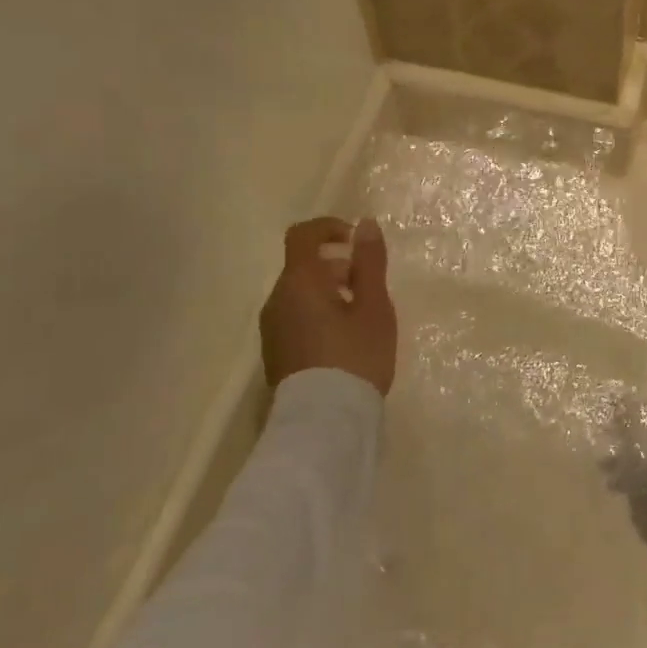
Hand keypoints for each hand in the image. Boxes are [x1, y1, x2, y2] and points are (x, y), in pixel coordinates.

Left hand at [260, 217, 397, 394]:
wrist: (324, 422)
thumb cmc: (355, 357)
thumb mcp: (374, 307)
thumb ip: (370, 262)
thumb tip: (365, 224)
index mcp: (299, 281)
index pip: (303, 235)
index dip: (329, 227)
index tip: (356, 241)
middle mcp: (277, 299)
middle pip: (303, 266)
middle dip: (337, 266)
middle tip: (370, 287)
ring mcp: (272, 329)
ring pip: (300, 294)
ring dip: (329, 291)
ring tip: (362, 317)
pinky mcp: (276, 353)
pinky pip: (296, 317)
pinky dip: (319, 314)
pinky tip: (345, 341)